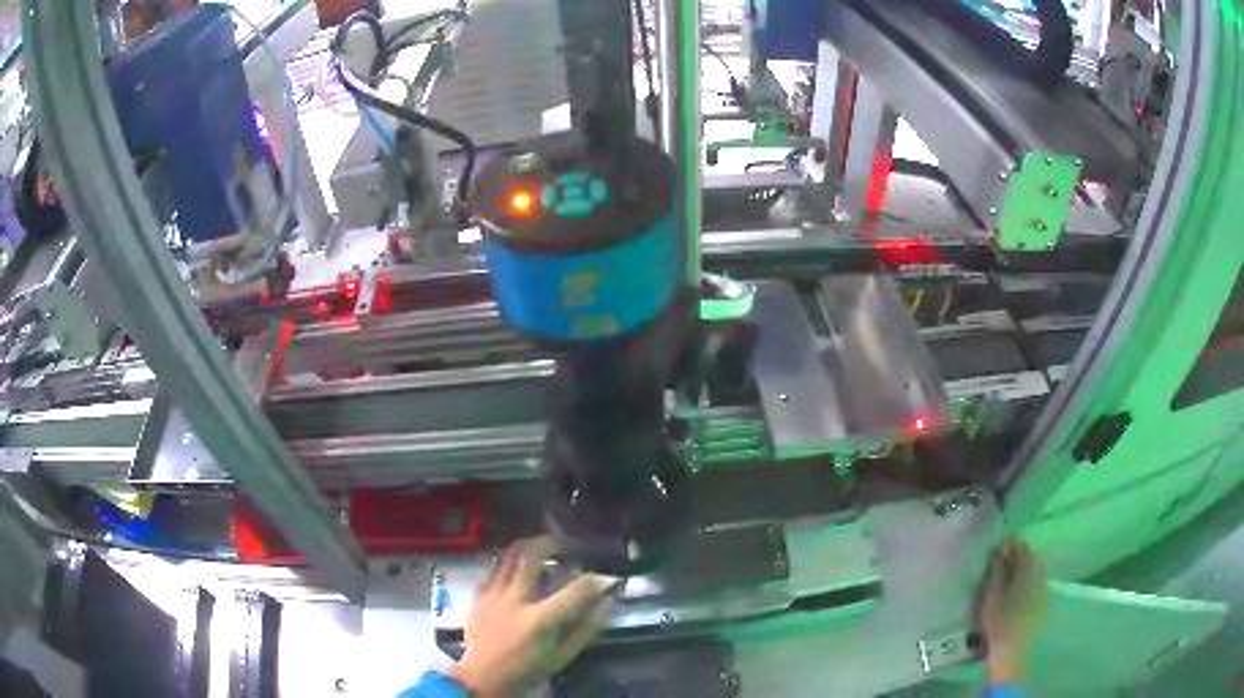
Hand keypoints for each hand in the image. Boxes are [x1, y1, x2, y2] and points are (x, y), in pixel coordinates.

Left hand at [449, 537, 615, 696]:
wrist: (484, 676)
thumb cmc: (529, 668)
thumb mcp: (564, 655)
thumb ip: (588, 627)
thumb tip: (609, 601)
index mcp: (541, 620)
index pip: (576, 589)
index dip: (596, 579)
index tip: (604, 576)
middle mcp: (515, 600)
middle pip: (532, 556)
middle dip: (552, 544)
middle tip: (564, 547)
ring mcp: (493, 594)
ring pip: (510, 554)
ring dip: (529, 547)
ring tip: (542, 550)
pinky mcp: (479, 594)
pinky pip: (494, 566)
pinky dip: (509, 560)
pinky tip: (518, 565)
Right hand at [979, 537, 1046, 682]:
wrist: (1013, 649)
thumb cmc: (999, 621)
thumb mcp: (992, 595)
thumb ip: (996, 570)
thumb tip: (998, 549)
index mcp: (1027, 567)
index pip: (1020, 544)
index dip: (1008, 543)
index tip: (995, 547)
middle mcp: (1039, 571)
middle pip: (1029, 554)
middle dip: (1016, 554)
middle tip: (998, 560)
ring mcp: (1043, 584)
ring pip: (1034, 566)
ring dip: (1021, 566)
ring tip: (1006, 574)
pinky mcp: (1043, 598)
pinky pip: (1036, 578)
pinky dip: (1026, 577)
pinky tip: (1016, 588)